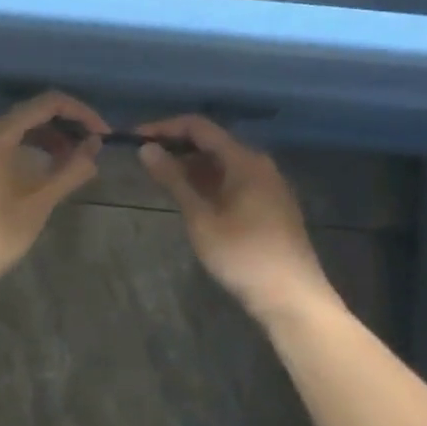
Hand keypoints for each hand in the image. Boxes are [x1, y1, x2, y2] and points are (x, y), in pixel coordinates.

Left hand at [0, 92, 105, 299]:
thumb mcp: (39, 204)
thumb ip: (70, 170)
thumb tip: (94, 147)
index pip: (46, 104)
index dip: (81, 113)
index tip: (102, 135)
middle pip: (26, 116)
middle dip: (62, 129)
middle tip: (86, 153)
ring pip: (7, 136)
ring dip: (40, 144)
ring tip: (64, 168)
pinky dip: (17, 156)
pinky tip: (28, 182)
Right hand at [137, 115, 331, 321]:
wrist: (292, 298)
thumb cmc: (243, 256)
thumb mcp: (201, 218)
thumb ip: (173, 180)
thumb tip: (146, 149)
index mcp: (244, 160)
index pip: (199, 127)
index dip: (165, 128)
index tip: (135, 138)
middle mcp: (259, 165)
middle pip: (212, 143)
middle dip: (177, 147)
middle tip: (144, 160)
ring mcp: (267, 185)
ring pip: (222, 164)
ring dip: (191, 167)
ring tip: (160, 179)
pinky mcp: (269, 205)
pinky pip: (233, 181)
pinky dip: (208, 183)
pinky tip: (190, 198)